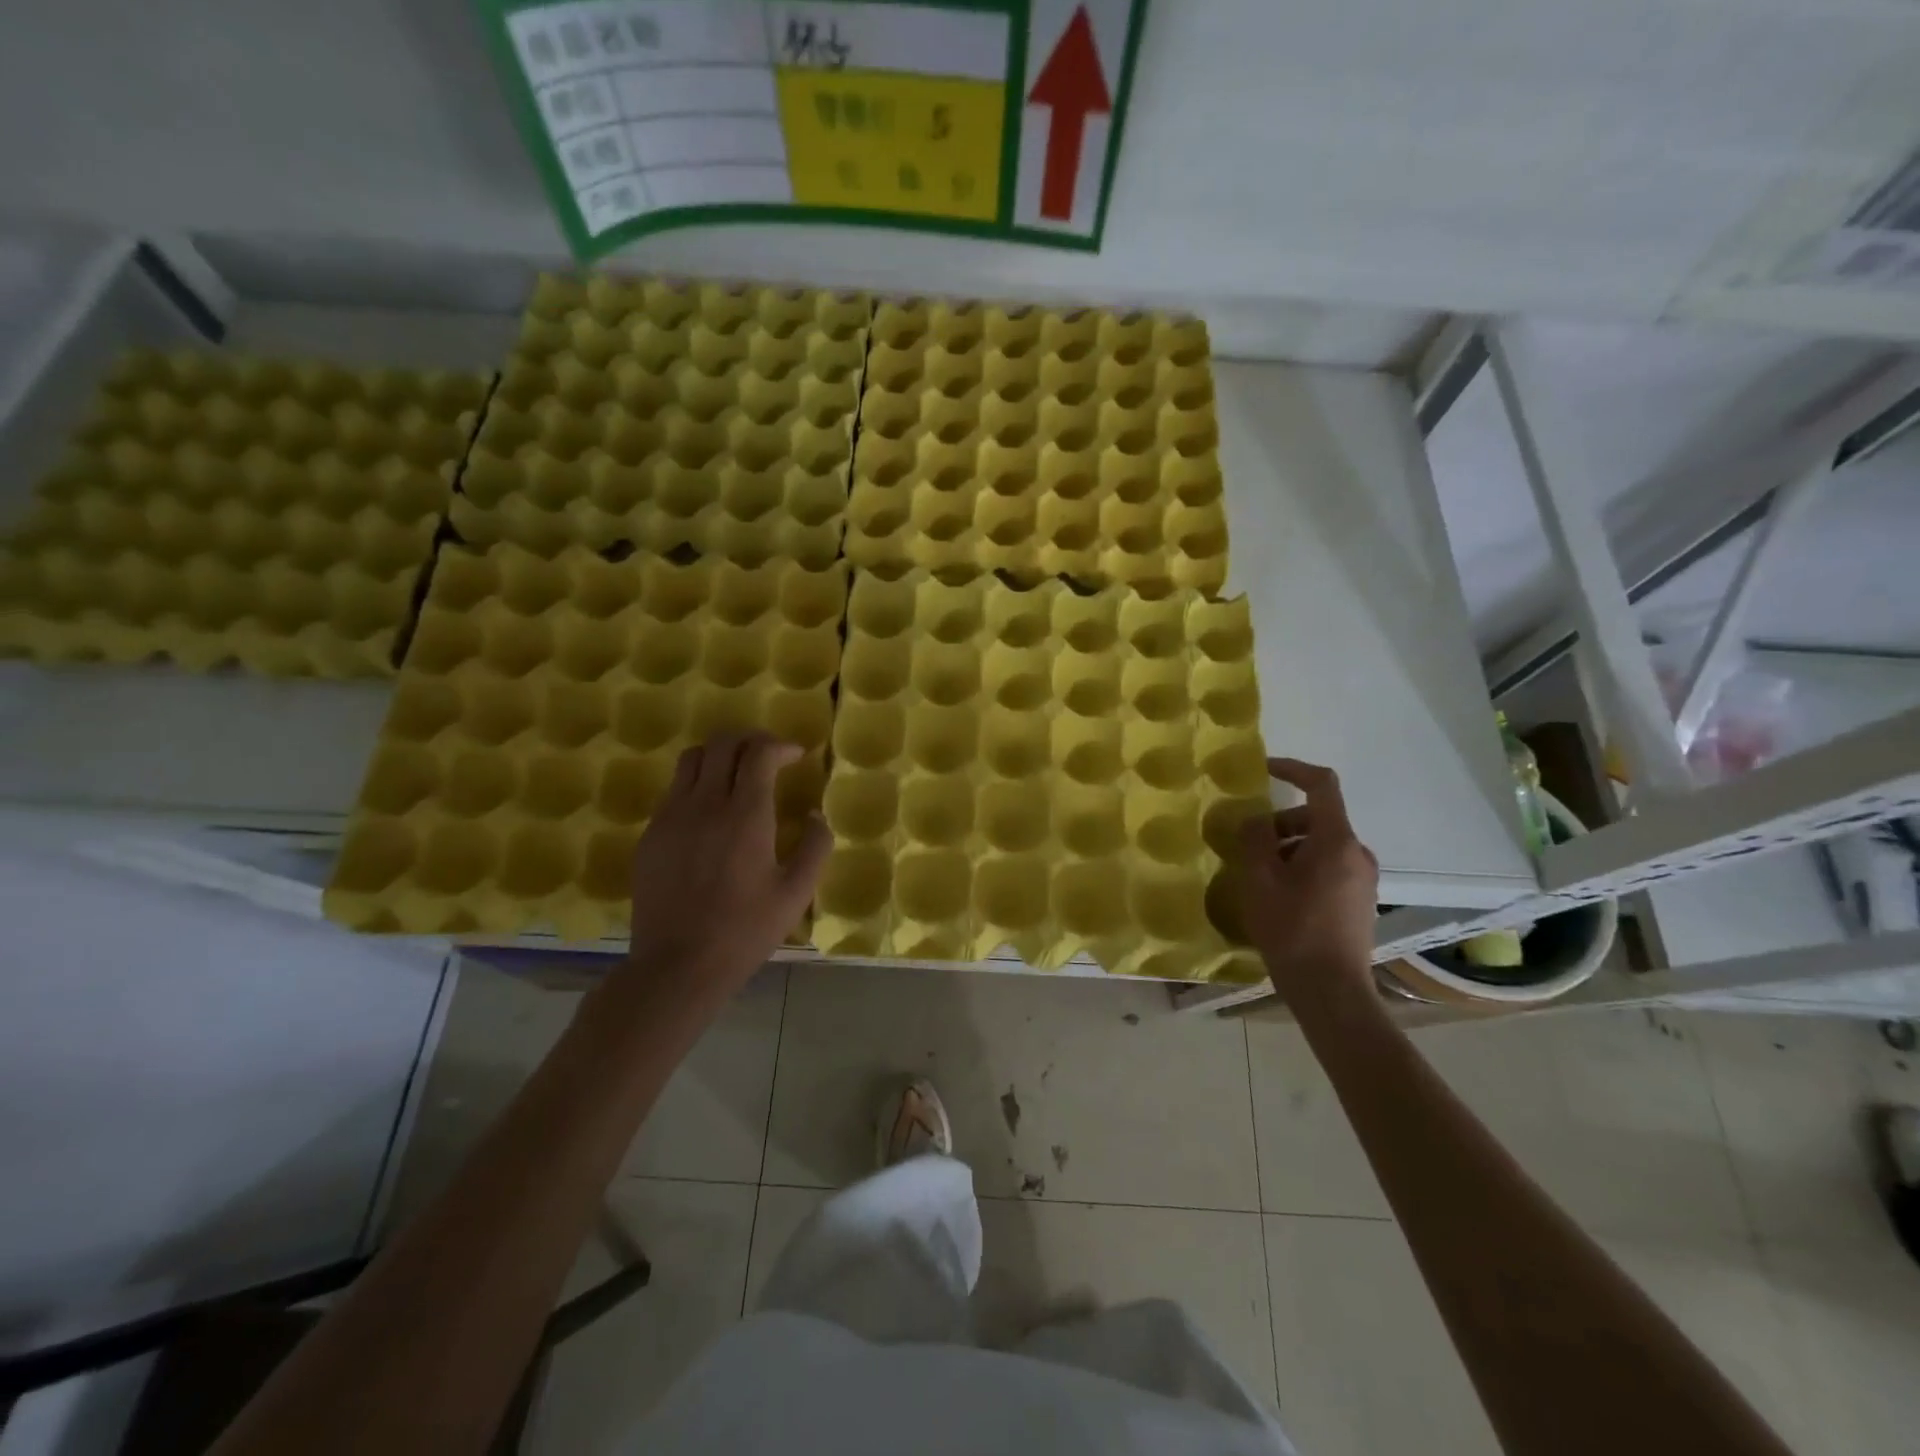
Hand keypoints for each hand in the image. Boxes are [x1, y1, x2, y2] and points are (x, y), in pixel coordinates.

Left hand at [622, 732, 829, 994]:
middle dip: (749, 740)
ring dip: (719, 755)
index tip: (796, 756)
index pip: (758, 753)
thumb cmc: (744, 931)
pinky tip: (710, 812)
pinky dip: (697, 783)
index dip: (780, 745)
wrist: (677, 965)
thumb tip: (816, 817)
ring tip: (737, 774)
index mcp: (746, 816)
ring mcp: (671, 816)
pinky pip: (674, 790)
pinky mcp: (651, 834)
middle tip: (768, 756)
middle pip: (722, 744)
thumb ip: (815, 847)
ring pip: (692, 759)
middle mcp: (705, 804)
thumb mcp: (796, 894)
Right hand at [1238, 757, 1379, 1003]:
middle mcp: (1357, 853)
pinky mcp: (1359, 901)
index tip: (1264, 770)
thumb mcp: (1260, 880)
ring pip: (1320, 845)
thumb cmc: (1292, 930)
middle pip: (1316, 818)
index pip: (1322, 785)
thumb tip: (1255, 819)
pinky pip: (1328, 867)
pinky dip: (1301, 867)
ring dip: (1288, 848)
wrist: (1331, 990)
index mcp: (1336, 841)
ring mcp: (1362, 879)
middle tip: (1247, 845)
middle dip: (1280, 824)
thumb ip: (1255, 839)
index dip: (1292, 769)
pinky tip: (1279, 896)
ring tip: (1258, 876)